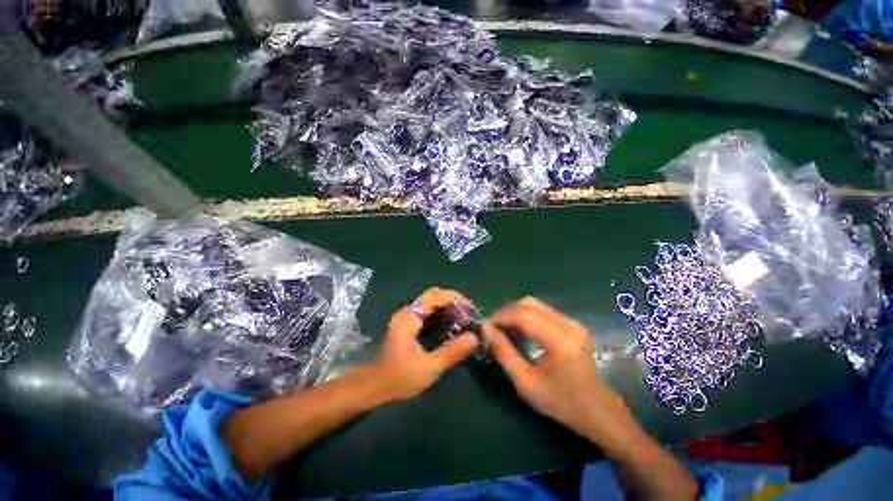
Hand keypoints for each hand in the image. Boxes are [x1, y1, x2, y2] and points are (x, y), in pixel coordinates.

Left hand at [372, 287, 479, 400]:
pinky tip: (448, 325)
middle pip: (433, 294)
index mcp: (410, 318)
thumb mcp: (430, 368)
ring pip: (429, 301)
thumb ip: (453, 351)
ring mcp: (405, 316)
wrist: (373, 386)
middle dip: (452, 300)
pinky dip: (439, 312)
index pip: (436, 296)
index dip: (455, 298)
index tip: (471, 308)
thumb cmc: (399, 378)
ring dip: (447, 306)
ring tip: (461, 319)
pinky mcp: (406, 323)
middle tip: (467, 314)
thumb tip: (474, 338)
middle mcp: (406, 312)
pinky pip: (426, 310)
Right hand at [485, 297, 627, 438]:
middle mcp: (568, 325)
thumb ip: (504, 353)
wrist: (598, 411)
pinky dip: (527, 316)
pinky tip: (520, 329)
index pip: (523, 316)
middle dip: (507, 312)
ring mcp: (573, 322)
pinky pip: (544, 311)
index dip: (501, 317)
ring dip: (516, 313)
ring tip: (504, 329)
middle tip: (494, 328)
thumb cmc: (561, 402)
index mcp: (560, 341)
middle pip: (528, 304)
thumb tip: (487, 331)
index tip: (485, 326)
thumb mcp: (526, 383)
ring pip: (535, 305)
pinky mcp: (574, 324)